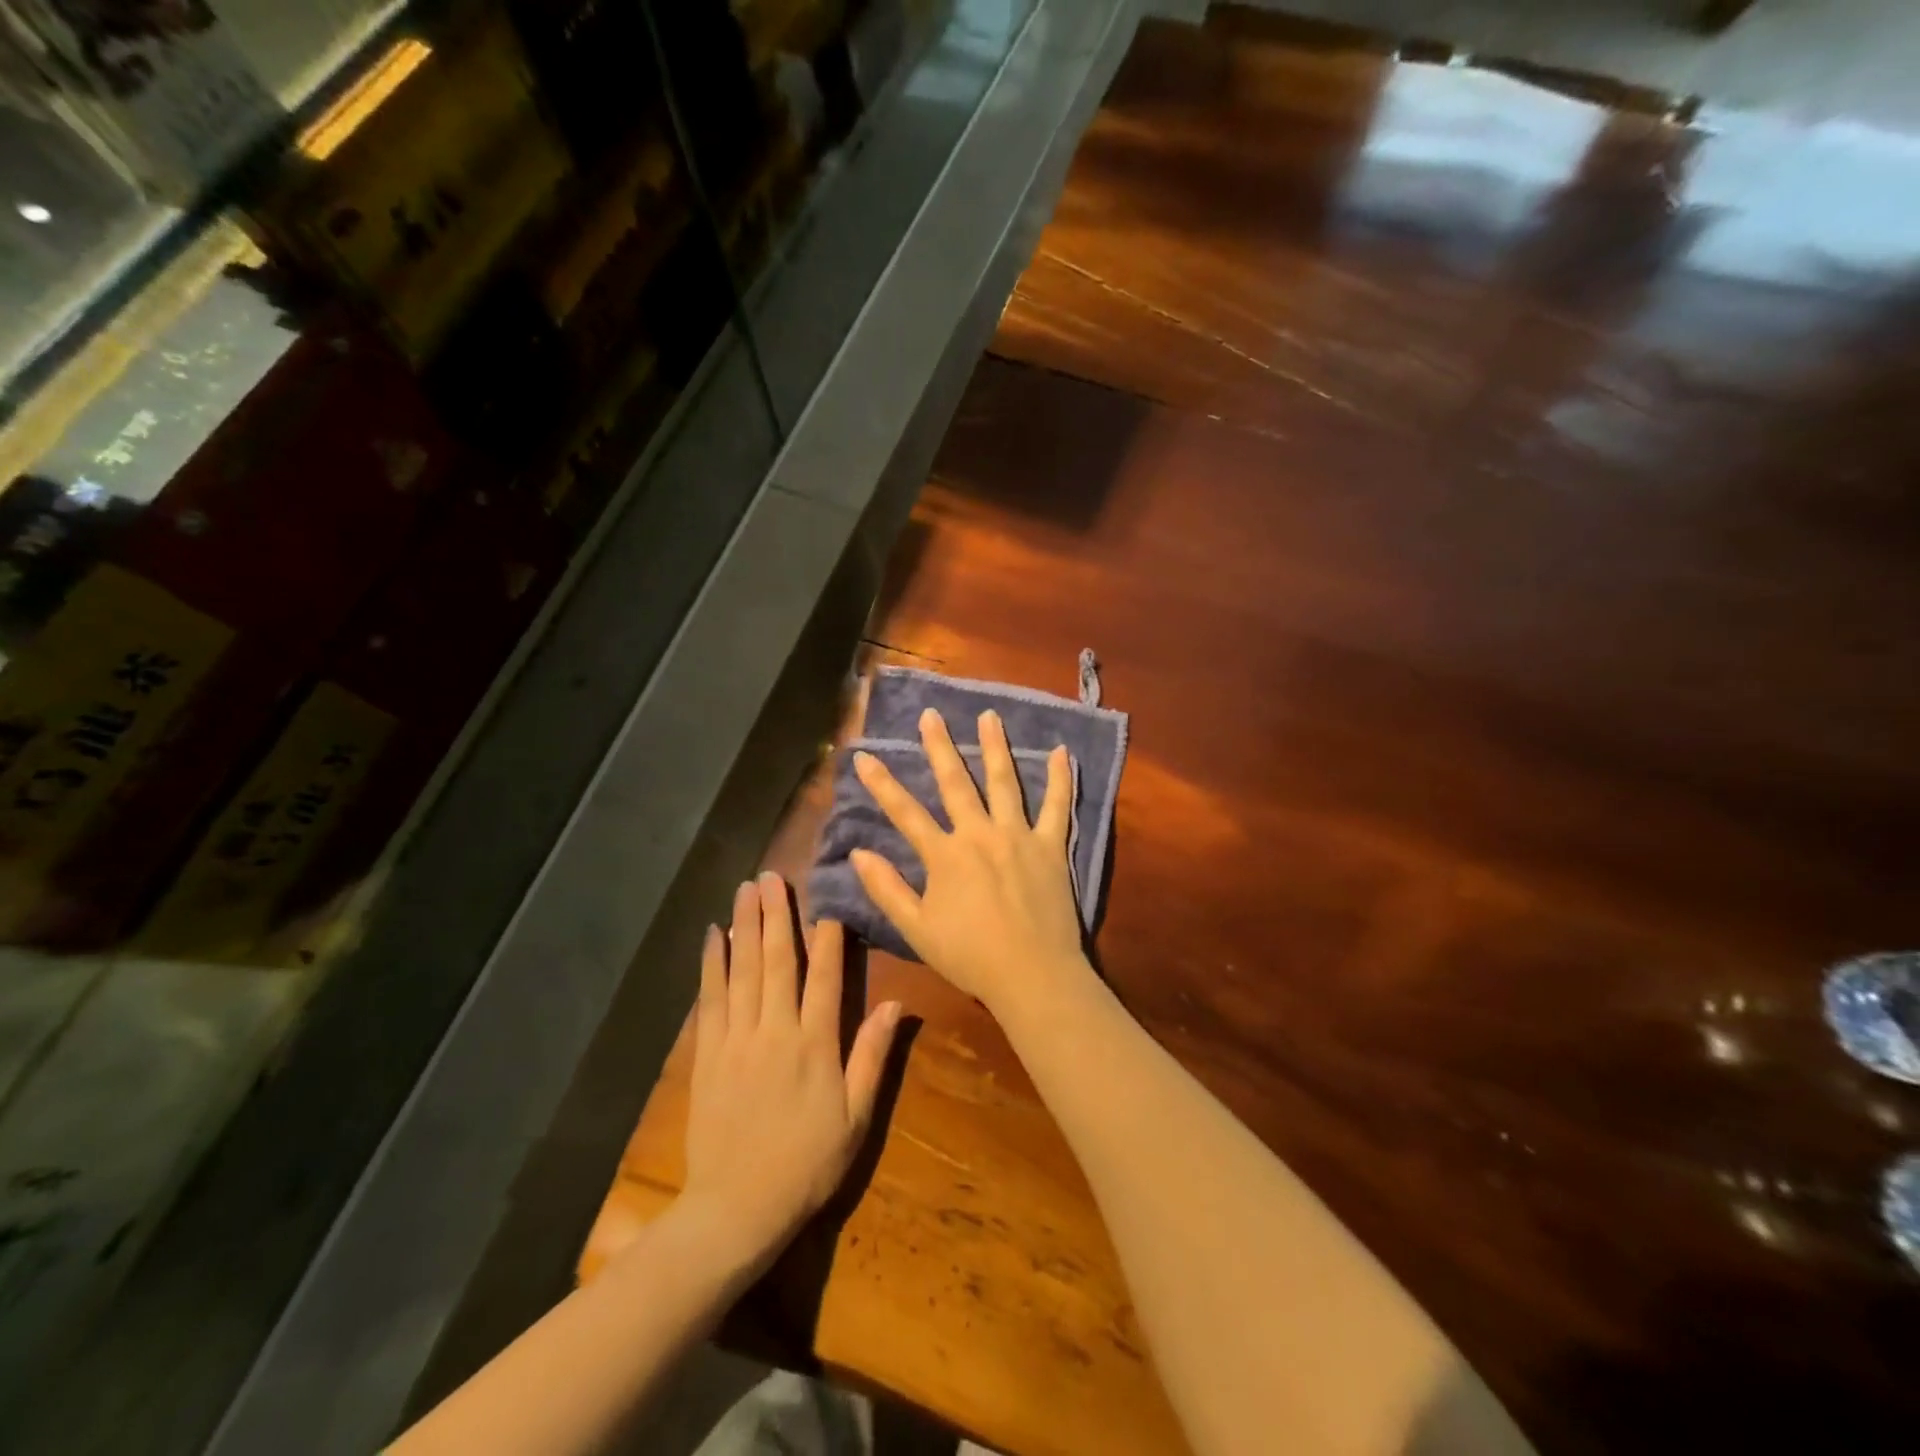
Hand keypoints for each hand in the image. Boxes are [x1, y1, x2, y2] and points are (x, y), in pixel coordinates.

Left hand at [681, 873, 901, 1273]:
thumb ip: (872, 1057)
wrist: (735, 1209)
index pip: (823, 977)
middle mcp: (774, 1031)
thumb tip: (894, 1004)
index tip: (826, 901)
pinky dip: (712, 963)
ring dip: (745, 925)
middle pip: (777, 960)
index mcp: (815, 1045)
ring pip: (742, 969)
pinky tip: (713, 935)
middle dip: (776, 914)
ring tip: (746, 888)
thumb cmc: (805, 1164)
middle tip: (773, 875)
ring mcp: (736, 1039)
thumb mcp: (855, 1118)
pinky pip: (710, 998)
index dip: (827, 936)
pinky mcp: (708, 1053)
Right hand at [851, 708, 1093, 1019]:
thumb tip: (857, 852)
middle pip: (955, 782)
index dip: (881, 783)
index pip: (904, 812)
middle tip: (931, 715)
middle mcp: (979, 834)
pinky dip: (1061, 779)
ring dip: (994, 746)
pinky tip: (1062, 752)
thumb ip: (887, 889)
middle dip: (939, 746)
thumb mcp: (916, 930)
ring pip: (1004, 782)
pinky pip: (1057, 806)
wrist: (1032, 974)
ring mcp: (1018, 836)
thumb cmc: (970, 956)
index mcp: (945, 855)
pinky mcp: (1051, 846)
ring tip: (989, 716)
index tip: (863, 754)